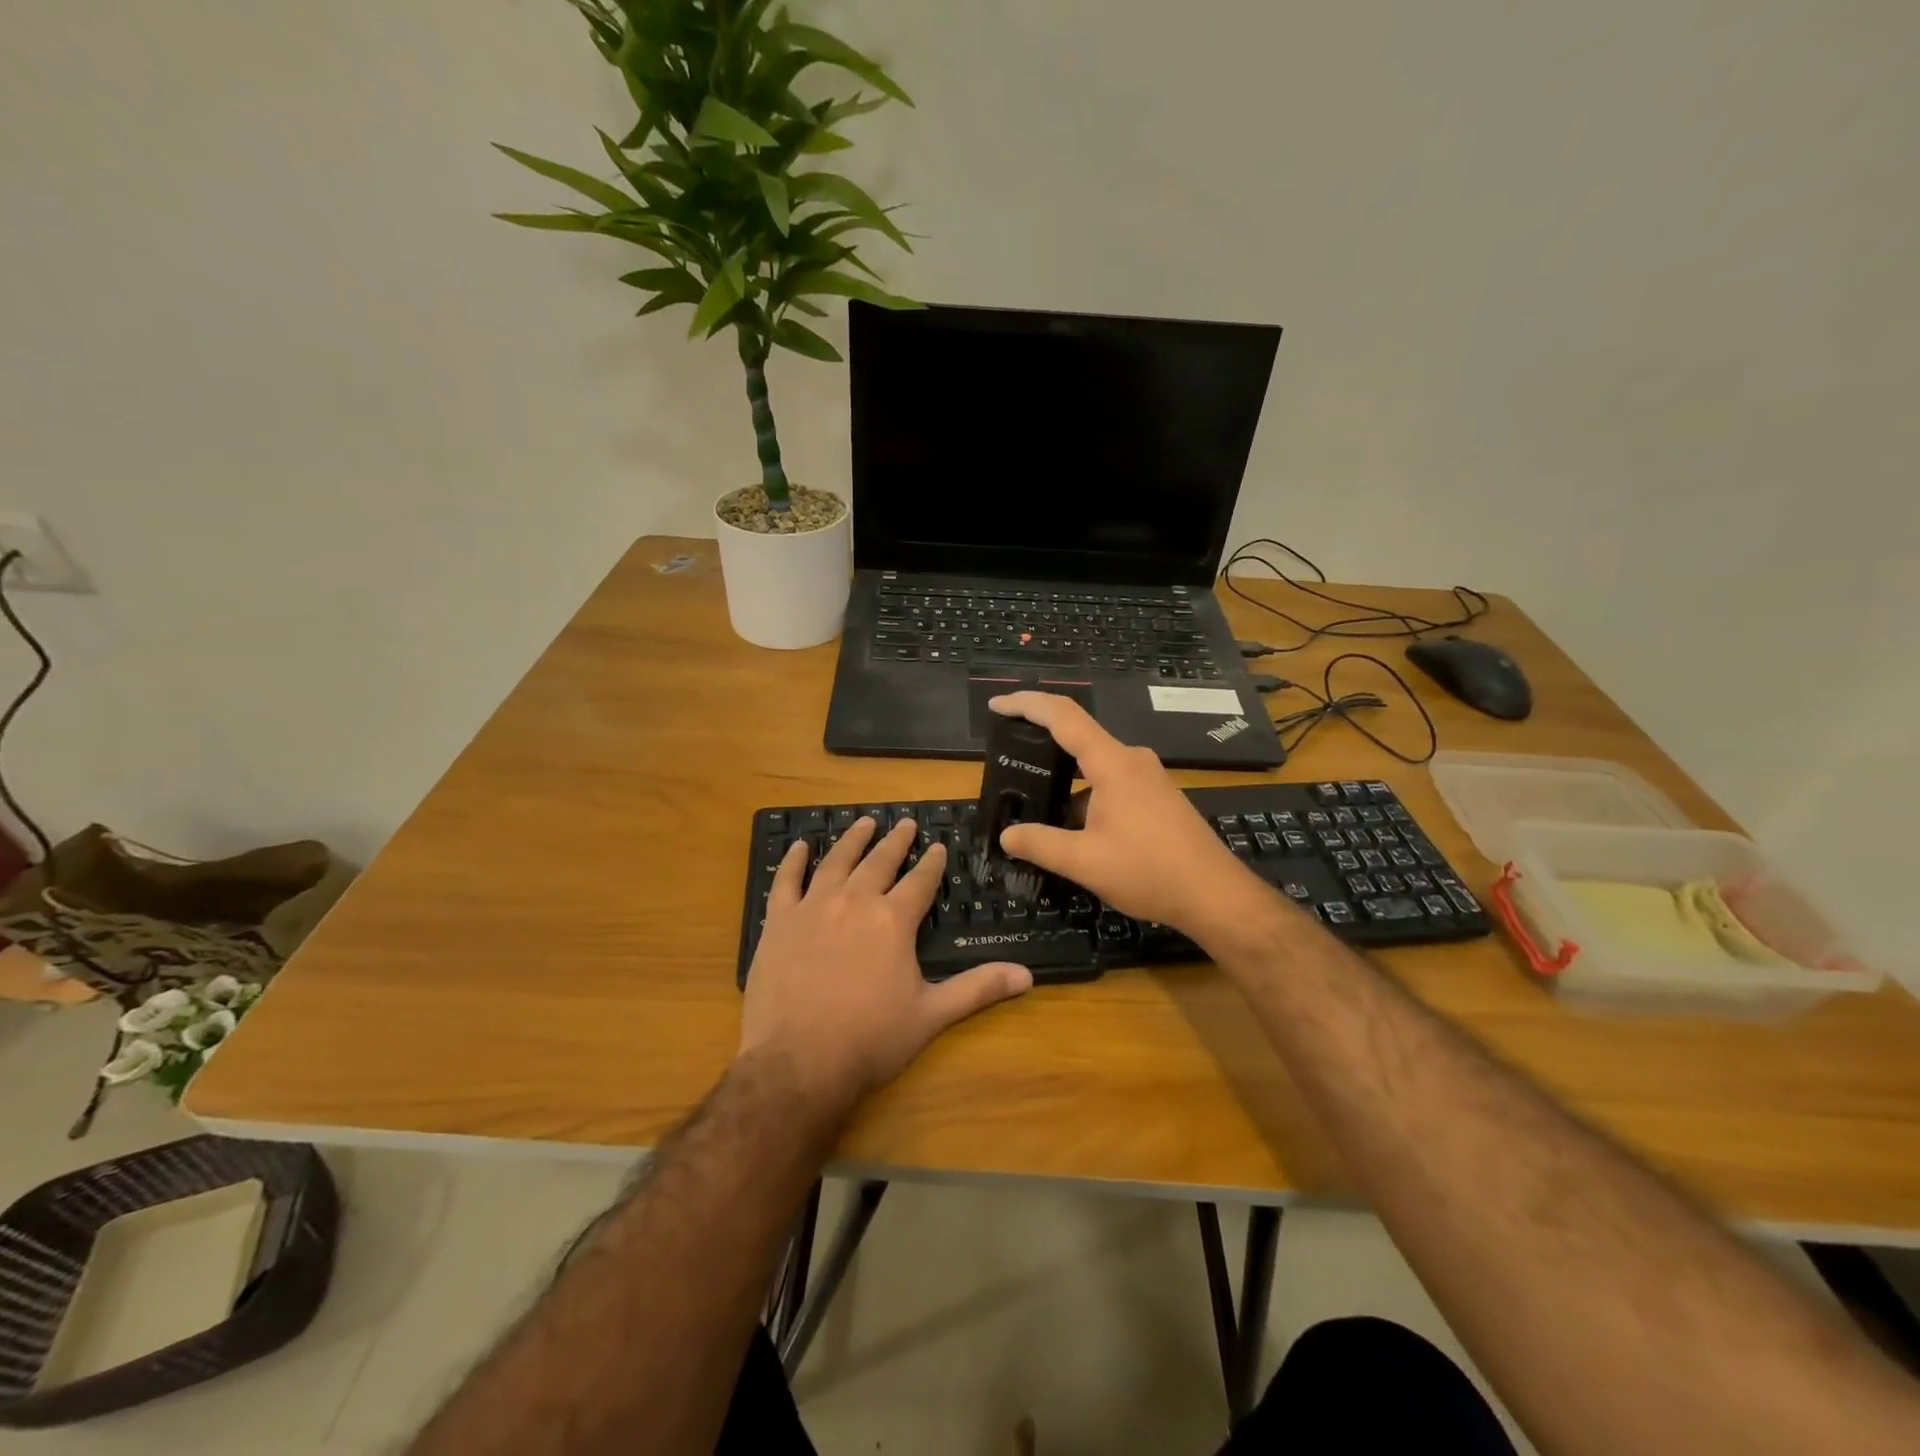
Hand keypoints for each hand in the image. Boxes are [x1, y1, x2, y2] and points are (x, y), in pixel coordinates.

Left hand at [739, 817, 1032, 1113]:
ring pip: (837, 861)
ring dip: (853, 839)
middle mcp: (855, 902)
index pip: (920, 881)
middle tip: (905, 823)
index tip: (939, 846)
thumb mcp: (931, 1015)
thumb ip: (978, 988)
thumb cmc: (869, 1040)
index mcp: (893, 920)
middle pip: (880, 861)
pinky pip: (786, 880)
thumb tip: (1027, 975)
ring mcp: (813, 907)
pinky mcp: (779, 921)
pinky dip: (794, 860)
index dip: (932, 863)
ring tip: (864, 821)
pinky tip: (800, 846)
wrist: (797, 1063)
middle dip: (896, 841)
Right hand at [991, 692, 1260, 934]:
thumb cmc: (1149, 872)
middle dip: (1041, 741)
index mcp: (1113, 764)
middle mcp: (1132, 760)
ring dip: (1065, 776)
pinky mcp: (1157, 796)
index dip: (1026, 704)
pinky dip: (1086, 793)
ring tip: (1034, 798)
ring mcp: (1148, 777)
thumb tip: (1006, 835)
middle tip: (1008, 753)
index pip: (1063, 717)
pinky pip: (1111, 781)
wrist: (1215, 896)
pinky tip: (1073, 825)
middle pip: (1079, 735)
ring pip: (1095, 764)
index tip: (996, 705)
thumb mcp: (1084, 862)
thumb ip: (1040, 844)